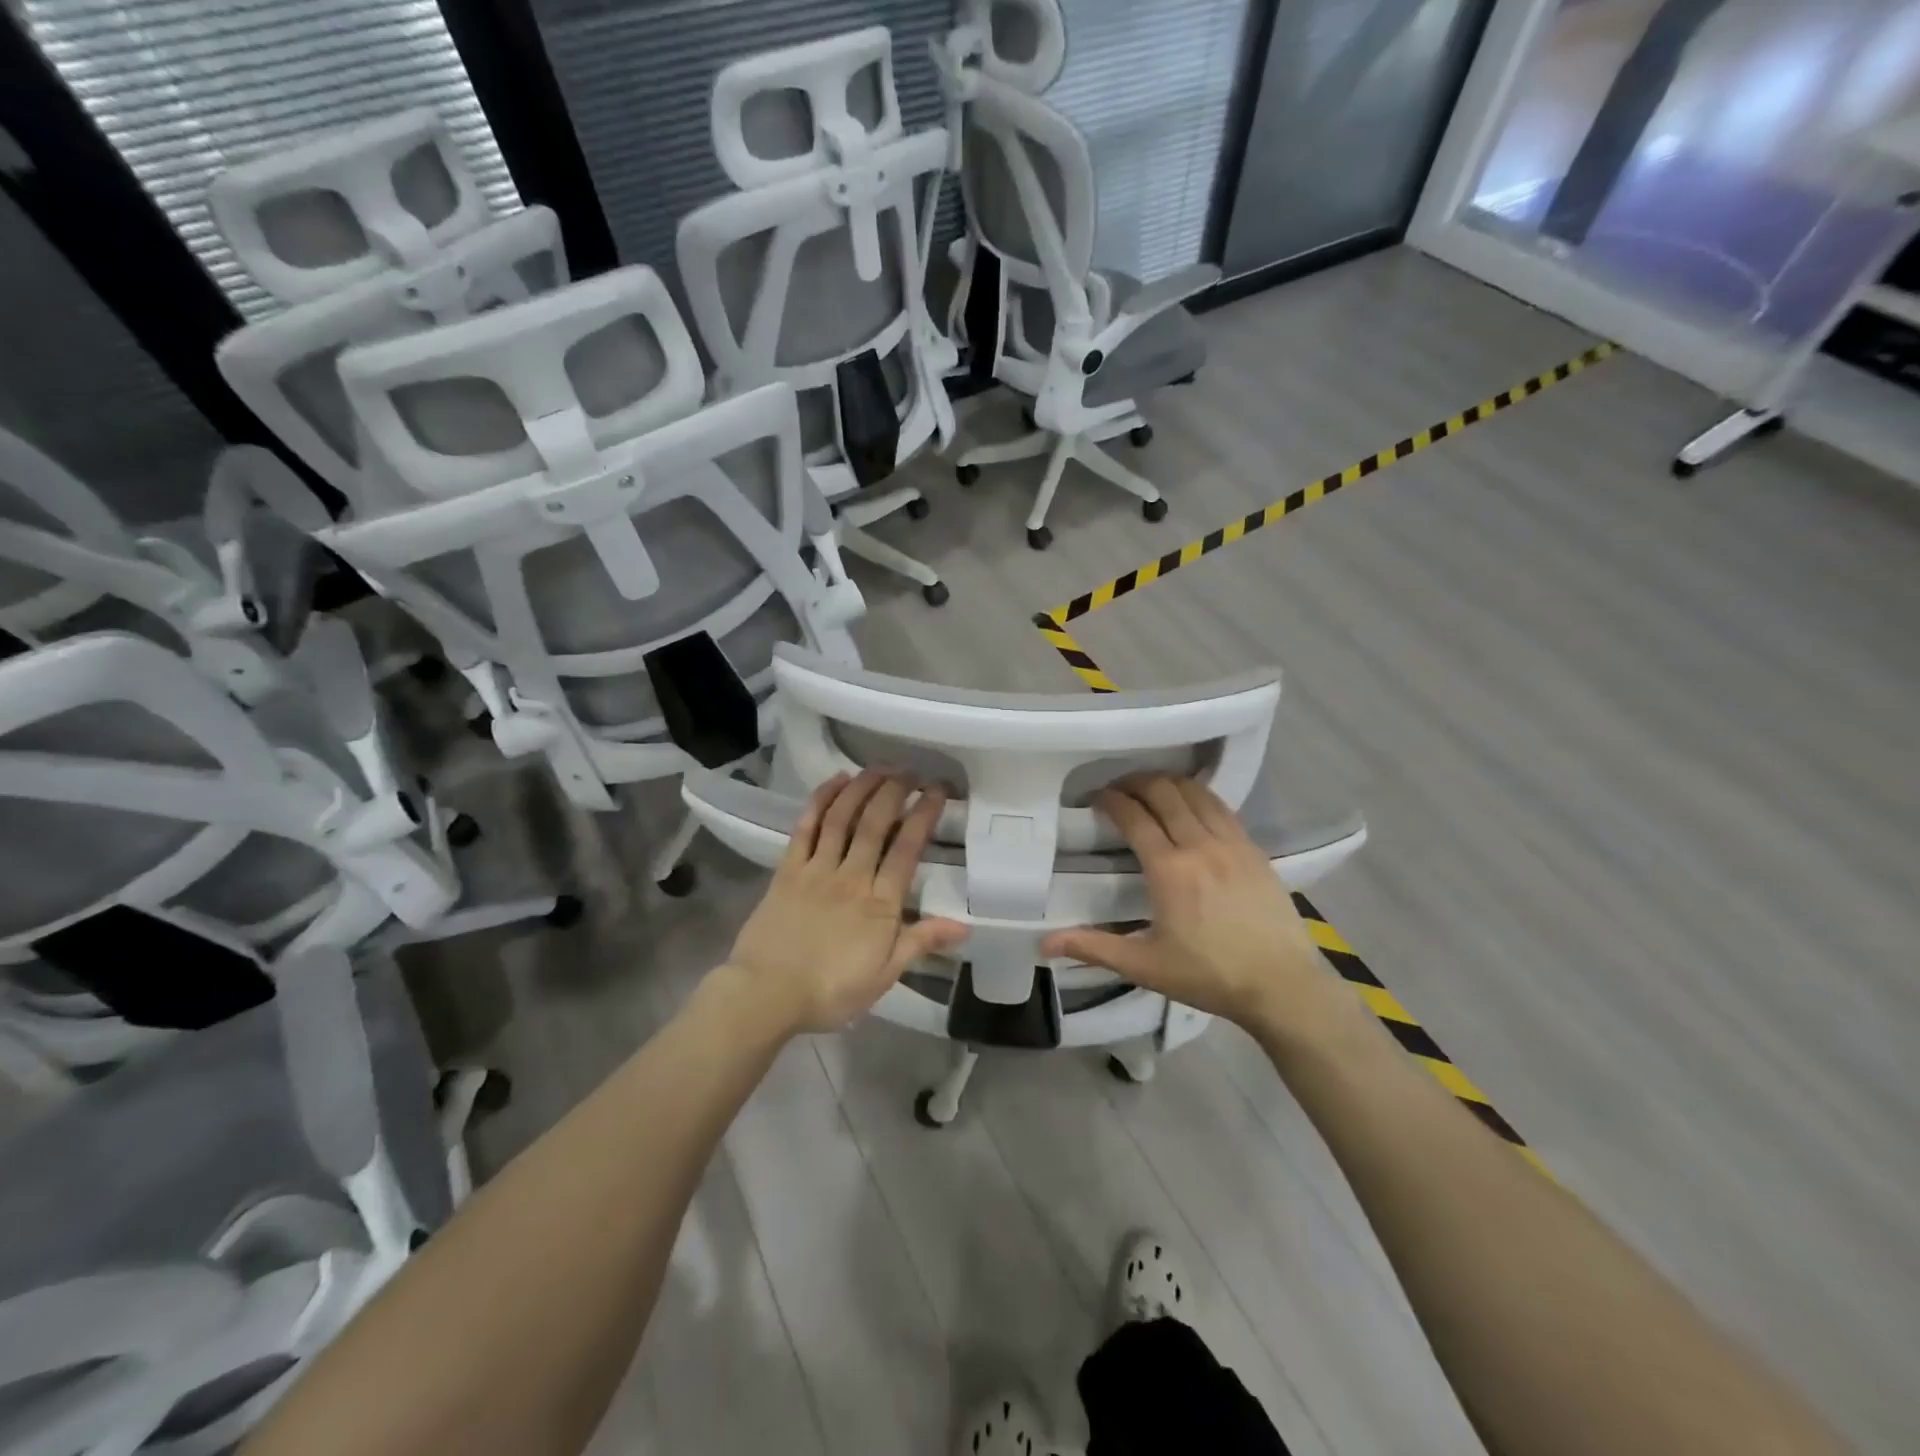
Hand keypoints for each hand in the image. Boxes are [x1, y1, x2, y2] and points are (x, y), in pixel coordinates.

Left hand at [726, 770, 966, 1034]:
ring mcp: (817, 869)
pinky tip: (835, 781)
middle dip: (895, 791)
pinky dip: (821, 800)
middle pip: (876, 823)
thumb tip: (965, 925)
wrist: (766, 995)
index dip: (923, 815)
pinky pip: (806, 827)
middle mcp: (851, 876)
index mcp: (879, 903)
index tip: (937, 791)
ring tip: (880, 767)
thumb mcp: (884, 975)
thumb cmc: (830, 991)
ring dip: (862, 787)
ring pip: (842, 818)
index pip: (907, 849)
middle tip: (910, 771)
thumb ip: (921, 942)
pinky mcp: (787, 869)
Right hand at [1040, 774, 1326, 1030]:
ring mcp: (1232, 843)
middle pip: (1164, 792)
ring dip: (1168, 783)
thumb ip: (1094, 948)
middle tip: (1118, 789)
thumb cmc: (1210, 975)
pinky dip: (1200, 795)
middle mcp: (1200, 845)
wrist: (1282, 985)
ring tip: (1151, 789)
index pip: (1134, 816)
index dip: (1111, 800)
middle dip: (1136, 782)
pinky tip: (1192, 804)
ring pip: (1196, 793)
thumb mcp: (1145, 966)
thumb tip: (1045, 943)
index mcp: (1169, 869)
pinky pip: (1222, 807)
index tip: (1096, 798)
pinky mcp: (1254, 849)